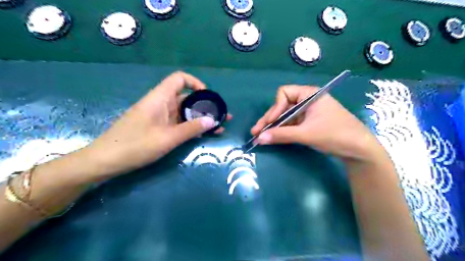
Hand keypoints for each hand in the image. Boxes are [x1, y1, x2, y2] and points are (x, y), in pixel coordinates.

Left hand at [83, 73, 229, 180]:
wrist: (105, 161)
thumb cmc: (135, 146)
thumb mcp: (167, 138)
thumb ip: (191, 128)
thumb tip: (213, 121)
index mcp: (160, 98)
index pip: (180, 79)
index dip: (196, 83)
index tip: (208, 97)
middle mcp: (161, 104)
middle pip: (186, 97)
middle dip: (205, 106)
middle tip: (222, 116)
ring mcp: (160, 117)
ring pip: (184, 112)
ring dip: (201, 118)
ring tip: (219, 127)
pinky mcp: (158, 127)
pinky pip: (178, 123)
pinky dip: (191, 127)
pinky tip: (204, 134)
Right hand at [251, 86, 384, 159]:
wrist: (359, 149)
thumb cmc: (335, 134)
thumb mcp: (306, 134)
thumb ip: (282, 135)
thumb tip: (259, 138)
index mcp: (309, 94)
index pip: (284, 94)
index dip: (274, 108)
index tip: (270, 122)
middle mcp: (307, 100)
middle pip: (282, 106)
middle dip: (270, 119)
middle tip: (256, 132)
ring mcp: (308, 112)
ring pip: (285, 116)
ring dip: (274, 126)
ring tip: (260, 137)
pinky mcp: (309, 123)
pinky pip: (291, 124)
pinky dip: (282, 131)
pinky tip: (273, 137)